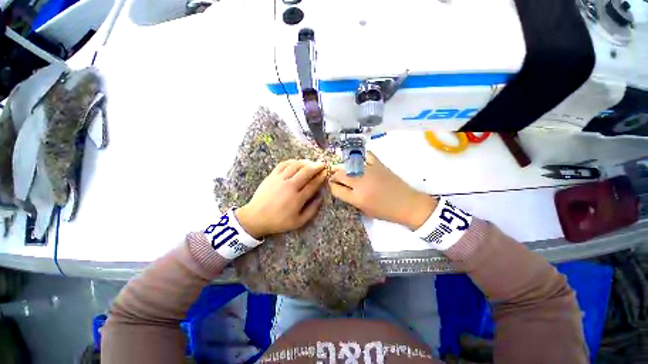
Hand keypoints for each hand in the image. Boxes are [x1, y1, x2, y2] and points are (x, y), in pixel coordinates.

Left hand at [235, 159, 326, 238]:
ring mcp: (280, 179)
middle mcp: (290, 186)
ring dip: (306, 162)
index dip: (321, 177)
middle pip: (306, 171)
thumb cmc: (278, 221)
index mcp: (297, 198)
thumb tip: (321, 197)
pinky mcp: (272, 176)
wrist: (255, 217)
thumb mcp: (298, 222)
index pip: (313, 184)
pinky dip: (292, 161)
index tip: (327, 172)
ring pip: (296, 165)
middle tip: (323, 164)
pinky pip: (284, 164)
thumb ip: (312, 210)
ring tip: (312, 162)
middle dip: (317, 166)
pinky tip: (297, 162)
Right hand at [329, 152, 437, 229]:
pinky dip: (360, 156)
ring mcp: (370, 172)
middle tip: (337, 177)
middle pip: (339, 174)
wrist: (408, 205)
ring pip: (349, 164)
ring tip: (345, 169)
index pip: (336, 189)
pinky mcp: (379, 164)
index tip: (333, 186)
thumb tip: (342, 188)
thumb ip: (351, 199)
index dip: (332, 187)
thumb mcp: (365, 211)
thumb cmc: (386, 212)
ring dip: (344, 166)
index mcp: (357, 198)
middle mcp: (361, 183)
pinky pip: (366, 155)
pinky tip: (358, 160)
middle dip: (335, 176)